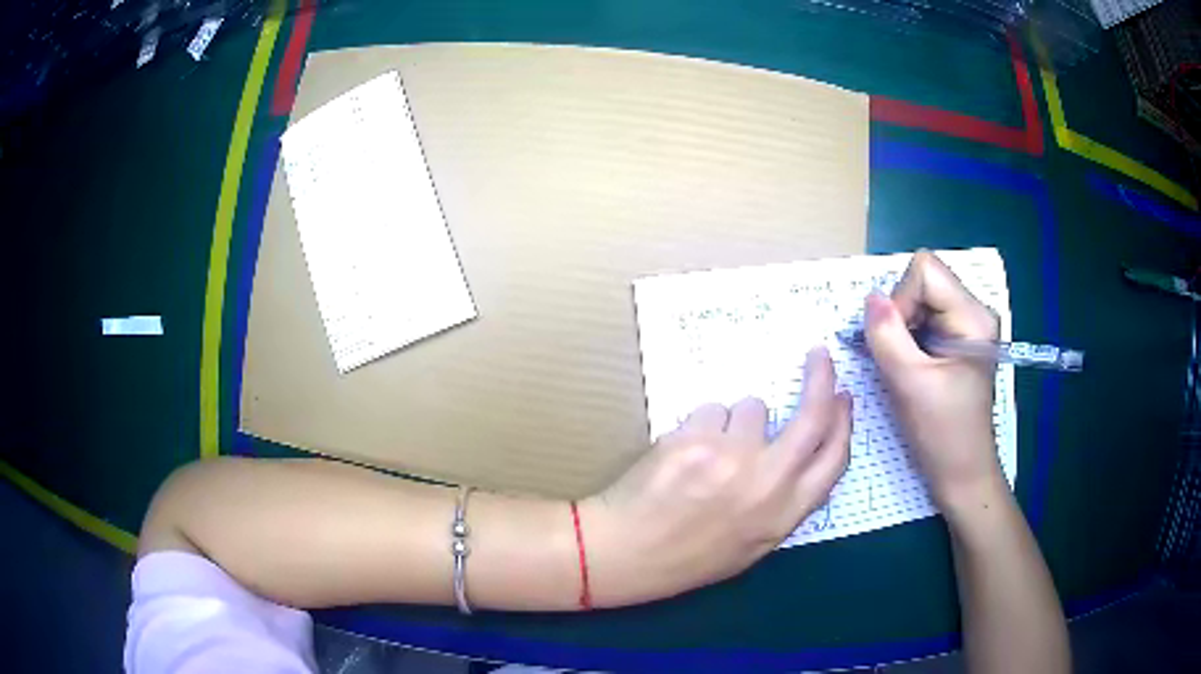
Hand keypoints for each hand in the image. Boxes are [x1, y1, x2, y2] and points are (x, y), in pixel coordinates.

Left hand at [580, 347, 851, 607]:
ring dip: (737, 421)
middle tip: (819, 355)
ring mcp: (730, 455)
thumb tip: (803, 459)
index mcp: (785, 513)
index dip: (844, 423)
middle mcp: (767, 481)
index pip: (834, 457)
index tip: (844, 398)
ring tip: (709, 454)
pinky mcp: (693, 437)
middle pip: (812, 415)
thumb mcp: (753, 545)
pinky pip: (711, 410)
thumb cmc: (690, 557)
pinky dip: (703, 425)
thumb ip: (784, 503)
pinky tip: (683, 453)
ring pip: (751, 406)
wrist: (626, 552)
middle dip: (822, 378)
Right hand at [864, 250, 1003, 510]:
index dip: (901, 299)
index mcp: (972, 316)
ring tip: (900, 366)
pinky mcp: (955, 342)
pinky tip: (906, 367)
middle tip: (896, 357)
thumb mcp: (910, 384)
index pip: (925, 271)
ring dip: (899, 329)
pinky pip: (921, 320)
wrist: (962, 473)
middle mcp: (972, 312)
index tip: (897, 342)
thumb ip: (887, 336)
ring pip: (917, 301)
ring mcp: (964, 326)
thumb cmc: (943, 433)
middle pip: (921, 282)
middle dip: (899, 315)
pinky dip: (905, 338)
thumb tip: (870, 298)